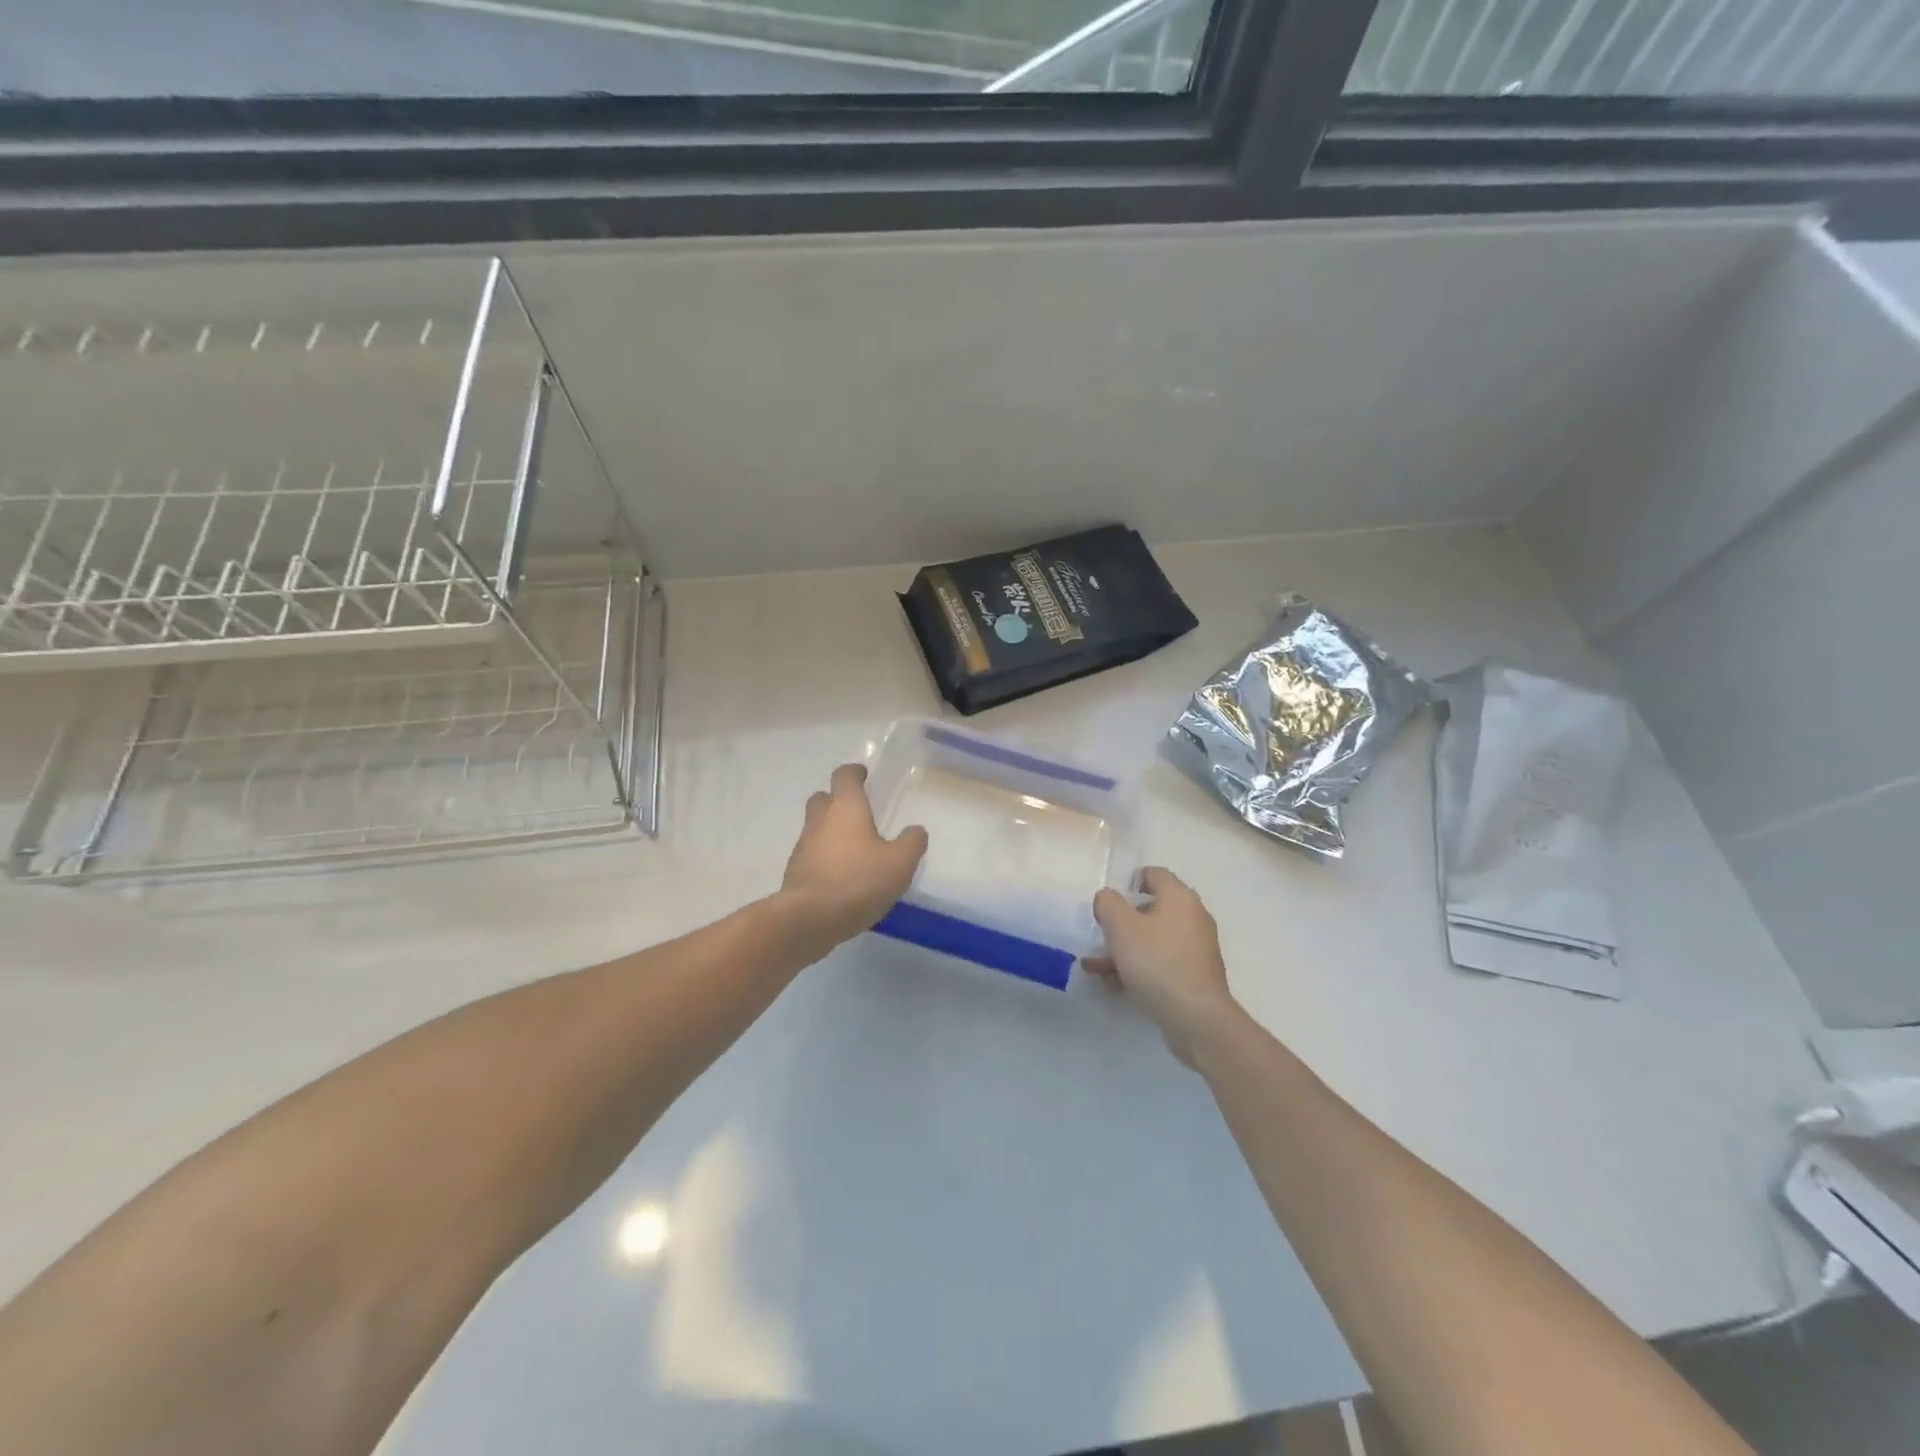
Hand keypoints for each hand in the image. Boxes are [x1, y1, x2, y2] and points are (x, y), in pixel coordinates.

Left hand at [780, 763, 927, 949]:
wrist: (809, 918)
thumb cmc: (858, 881)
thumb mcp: (899, 863)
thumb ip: (911, 843)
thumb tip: (916, 830)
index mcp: (846, 808)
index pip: (844, 776)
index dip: (854, 773)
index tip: (863, 775)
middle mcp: (820, 820)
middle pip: (823, 798)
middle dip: (837, 800)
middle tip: (857, 812)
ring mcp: (803, 846)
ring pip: (815, 827)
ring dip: (830, 831)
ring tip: (853, 849)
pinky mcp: (795, 872)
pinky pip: (811, 855)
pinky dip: (824, 857)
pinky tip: (841, 876)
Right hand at [1087, 867, 1239, 1066]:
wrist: (1196, 1018)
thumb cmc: (1157, 962)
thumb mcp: (1121, 927)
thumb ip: (1108, 903)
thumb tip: (1107, 898)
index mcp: (1179, 897)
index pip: (1154, 874)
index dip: (1129, 882)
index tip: (1109, 901)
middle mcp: (1193, 917)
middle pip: (1151, 909)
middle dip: (1121, 923)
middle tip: (1100, 936)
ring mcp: (1197, 948)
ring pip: (1153, 939)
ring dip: (1124, 949)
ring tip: (1096, 968)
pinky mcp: (1195, 976)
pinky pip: (1161, 962)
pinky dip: (1139, 968)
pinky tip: (1115, 984)